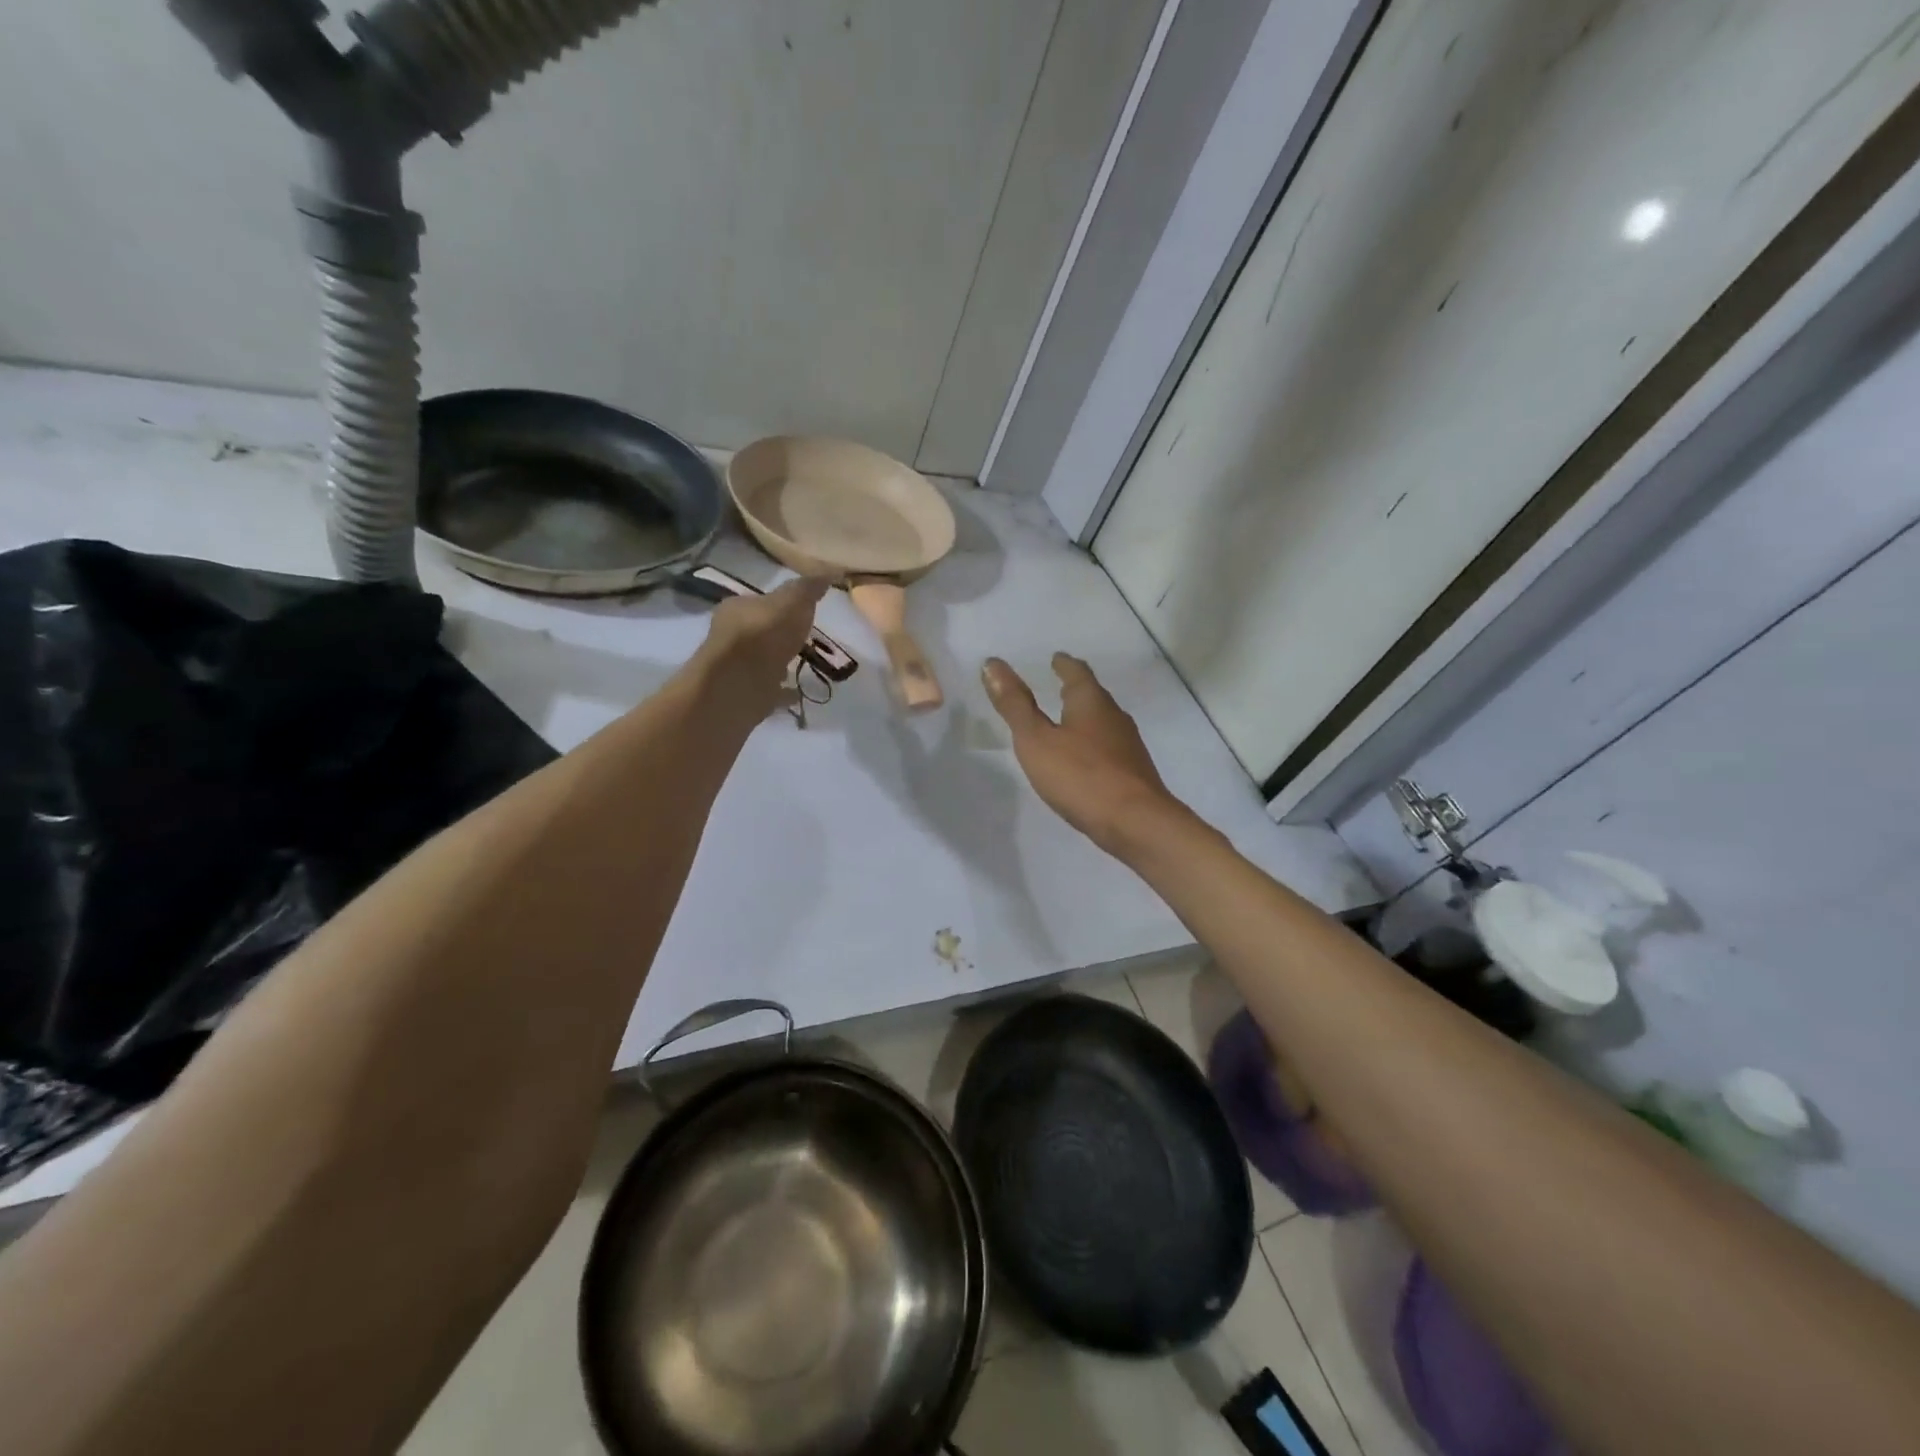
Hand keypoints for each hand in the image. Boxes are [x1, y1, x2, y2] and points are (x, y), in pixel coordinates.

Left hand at [697, 576, 829, 719]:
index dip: (782, 604)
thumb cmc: (763, 635)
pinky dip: (784, 692)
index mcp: (738, 608)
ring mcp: (738, 669)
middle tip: (807, 638)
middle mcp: (733, 636)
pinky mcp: (747, 696)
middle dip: (781, 634)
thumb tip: (831, 570)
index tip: (804, 610)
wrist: (738, 686)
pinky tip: (799, 693)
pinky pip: (770, 691)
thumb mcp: (792, 602)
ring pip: (764, 661)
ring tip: (806, 665)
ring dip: (781, 662)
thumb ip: (809, 588)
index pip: (761, 601)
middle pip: (761, 631)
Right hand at [982, 653, 1183, 853]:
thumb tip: (992, 663)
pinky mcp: (1133, 771)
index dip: (1064, 664)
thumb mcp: (1036, 740)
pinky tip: (1084, 759)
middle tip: (1059, 685)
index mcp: (1091, 702)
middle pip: (1093, 695)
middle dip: (1076, 689)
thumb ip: (1014, 705)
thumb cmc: (1080, 776)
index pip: (1077, 672)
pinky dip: (1093, 744)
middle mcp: (1114, 716)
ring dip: (1085, 717)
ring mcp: (1128, 745)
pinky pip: (1109, 747)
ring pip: (1103, 722)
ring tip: (1067, 721)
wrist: (1135, 822)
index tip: (1056, 658)